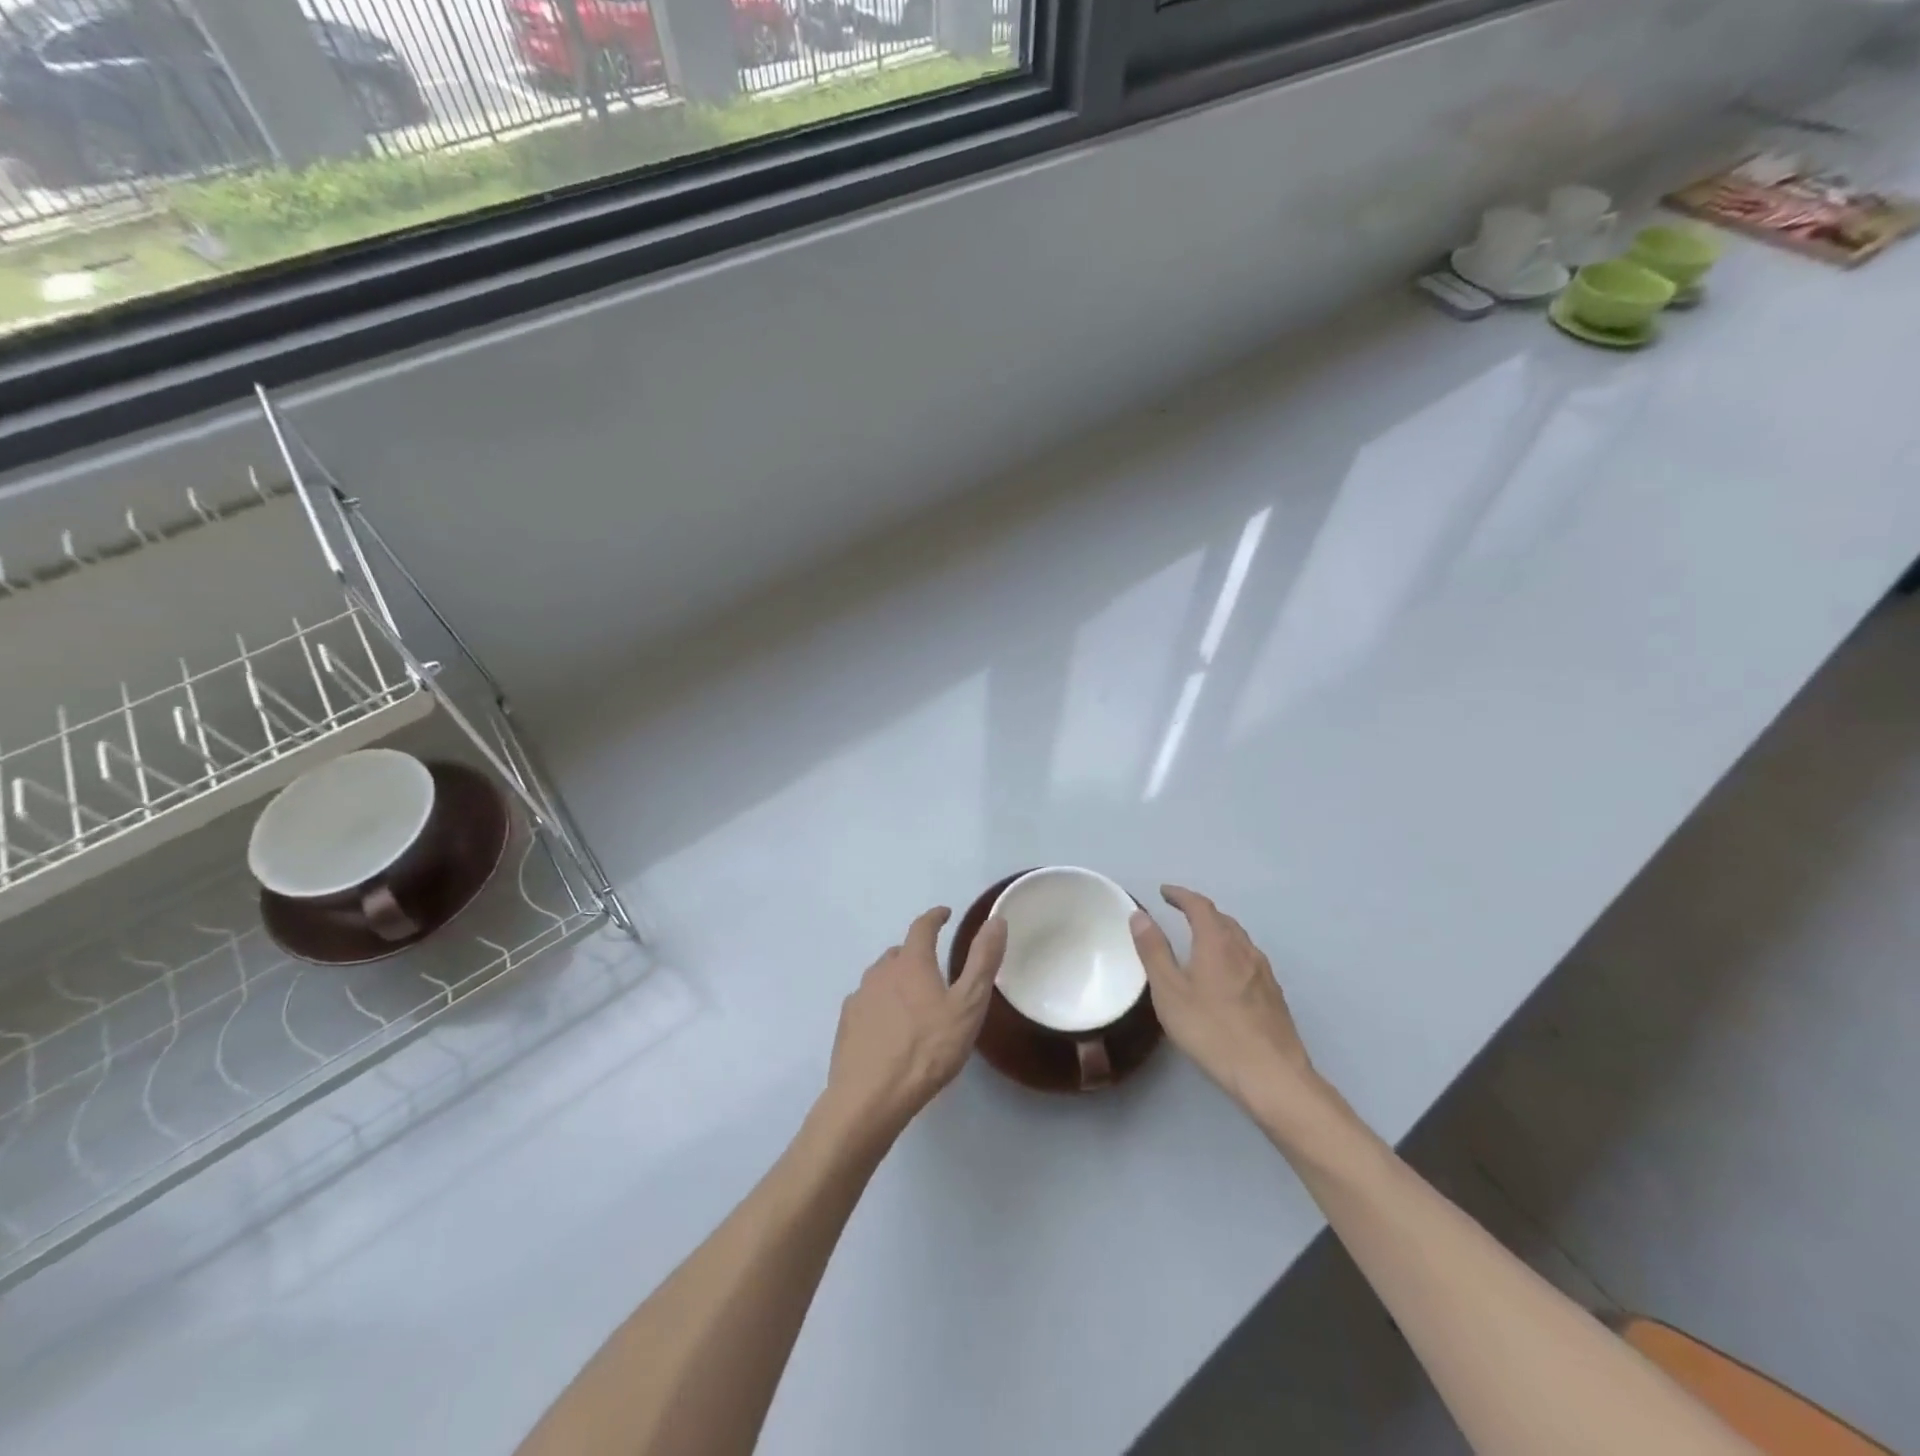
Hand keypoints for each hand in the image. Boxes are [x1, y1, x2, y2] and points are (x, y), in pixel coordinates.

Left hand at [823, 907, 1007, 1143]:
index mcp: (911, 963)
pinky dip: (880, 1004)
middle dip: (917, 953)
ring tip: (913, 999)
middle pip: (900, 952)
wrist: (871, 1097)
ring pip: (881, 977)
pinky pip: (867, 1002)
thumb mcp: (968, 1006)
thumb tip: (995, 920)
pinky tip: (888, 1026)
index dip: (935, 917)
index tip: (945, 914)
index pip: (922, 927)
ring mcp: (859, 997)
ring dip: (897, 979)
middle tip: (934, 968)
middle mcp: (881, 972)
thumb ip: (982, 961)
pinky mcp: (846, 1024)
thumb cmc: (927, 1050)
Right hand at [1130, 886, 1326, 1121]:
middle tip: (1179, 913)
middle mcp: (1244, 949)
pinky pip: (1248, 959)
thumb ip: (1154, 951)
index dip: (1181, 895)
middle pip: (1222, 919)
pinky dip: (1230, 952)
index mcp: (1217, 943)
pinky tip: (1224, 974)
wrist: (1271, 1075)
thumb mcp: (1170, 992)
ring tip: (1200, 941)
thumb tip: (1140, 915)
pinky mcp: (1274, 994)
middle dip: (1199, 911)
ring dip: (1217, 931)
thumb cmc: (1212, 1030)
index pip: (1199, 905)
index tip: (1164, 892)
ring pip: (1238, 939)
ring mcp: (1264, 972)